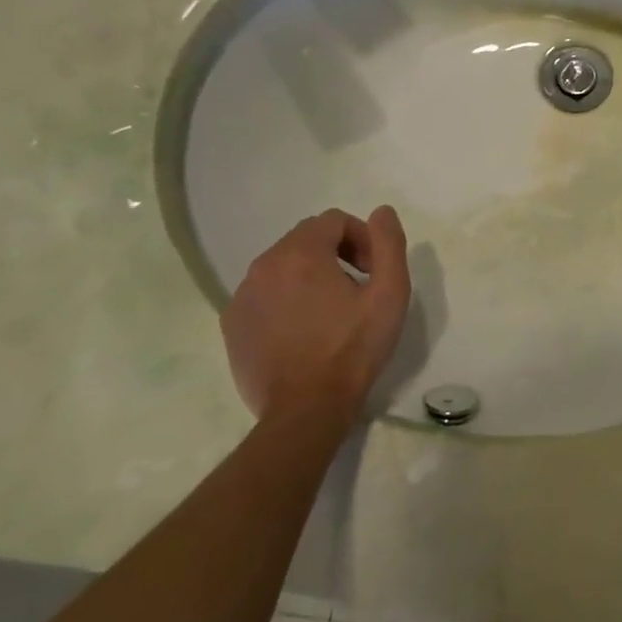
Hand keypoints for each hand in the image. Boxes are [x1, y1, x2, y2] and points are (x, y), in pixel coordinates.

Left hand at [221, 207, 411, 423]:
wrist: (306, 409)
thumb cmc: (353, 348)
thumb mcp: (390, 293)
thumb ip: (389, 244)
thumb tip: (381, 211)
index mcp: (300, 254)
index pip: (333, 221)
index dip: (361, 238)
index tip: (373, 270)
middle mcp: (262, 267)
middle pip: (305, 240)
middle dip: (337, 253)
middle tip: (358, 288)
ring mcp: (241, 297)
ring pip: (282, 266)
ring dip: (310, 275)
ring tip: (333, 311)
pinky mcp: (232, 325)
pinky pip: (263, 295)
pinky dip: (286, 299)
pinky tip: (305, 330)